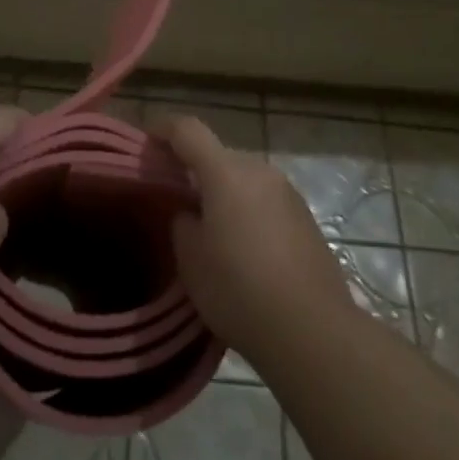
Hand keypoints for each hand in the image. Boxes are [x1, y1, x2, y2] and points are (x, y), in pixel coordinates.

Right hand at [158, 114, 352, 357]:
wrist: (313, 330)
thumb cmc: (239, 289)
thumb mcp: (191, 259)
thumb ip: (182, 222)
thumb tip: (191, 213)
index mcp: (226, 172)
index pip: (188, 130)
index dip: (163, 129)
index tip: (146, 144)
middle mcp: (260, 171)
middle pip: (218, 155)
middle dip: (193, 169)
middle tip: (174, 198)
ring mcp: (288, 193)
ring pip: (243, 179)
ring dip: (223, 191)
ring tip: (208, 228)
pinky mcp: (305, 218)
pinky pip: (264, 200)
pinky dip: (247, 210)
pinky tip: (242, 248)